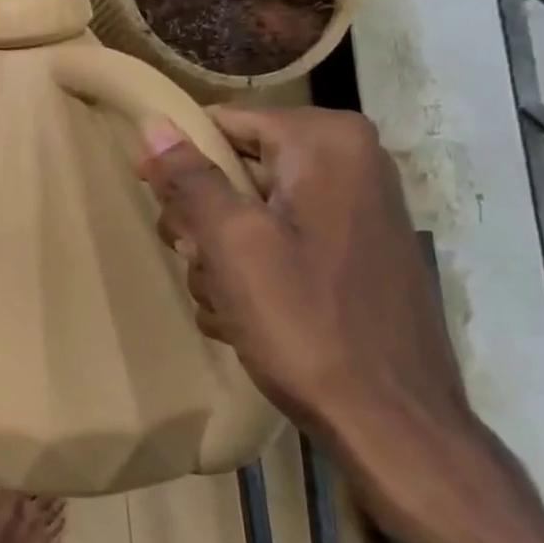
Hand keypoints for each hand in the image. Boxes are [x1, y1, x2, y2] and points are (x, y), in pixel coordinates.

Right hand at [140, 104, 466, 435]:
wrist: (389, 419)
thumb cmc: (305, 321)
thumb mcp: (233, 244)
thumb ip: (191, 179)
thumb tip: (154, 125)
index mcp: (326, 144)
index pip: (224, 123)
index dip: (180, 161)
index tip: (157, 205)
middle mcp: (350, 163)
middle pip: (236, 168)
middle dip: (204, 220)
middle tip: (201, 263)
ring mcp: (355, 211)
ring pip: (251, 211)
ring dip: (222, 256)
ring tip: (227, 301)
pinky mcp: (353, 254)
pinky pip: (280, 243)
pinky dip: (254, 274)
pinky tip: (248, 315)